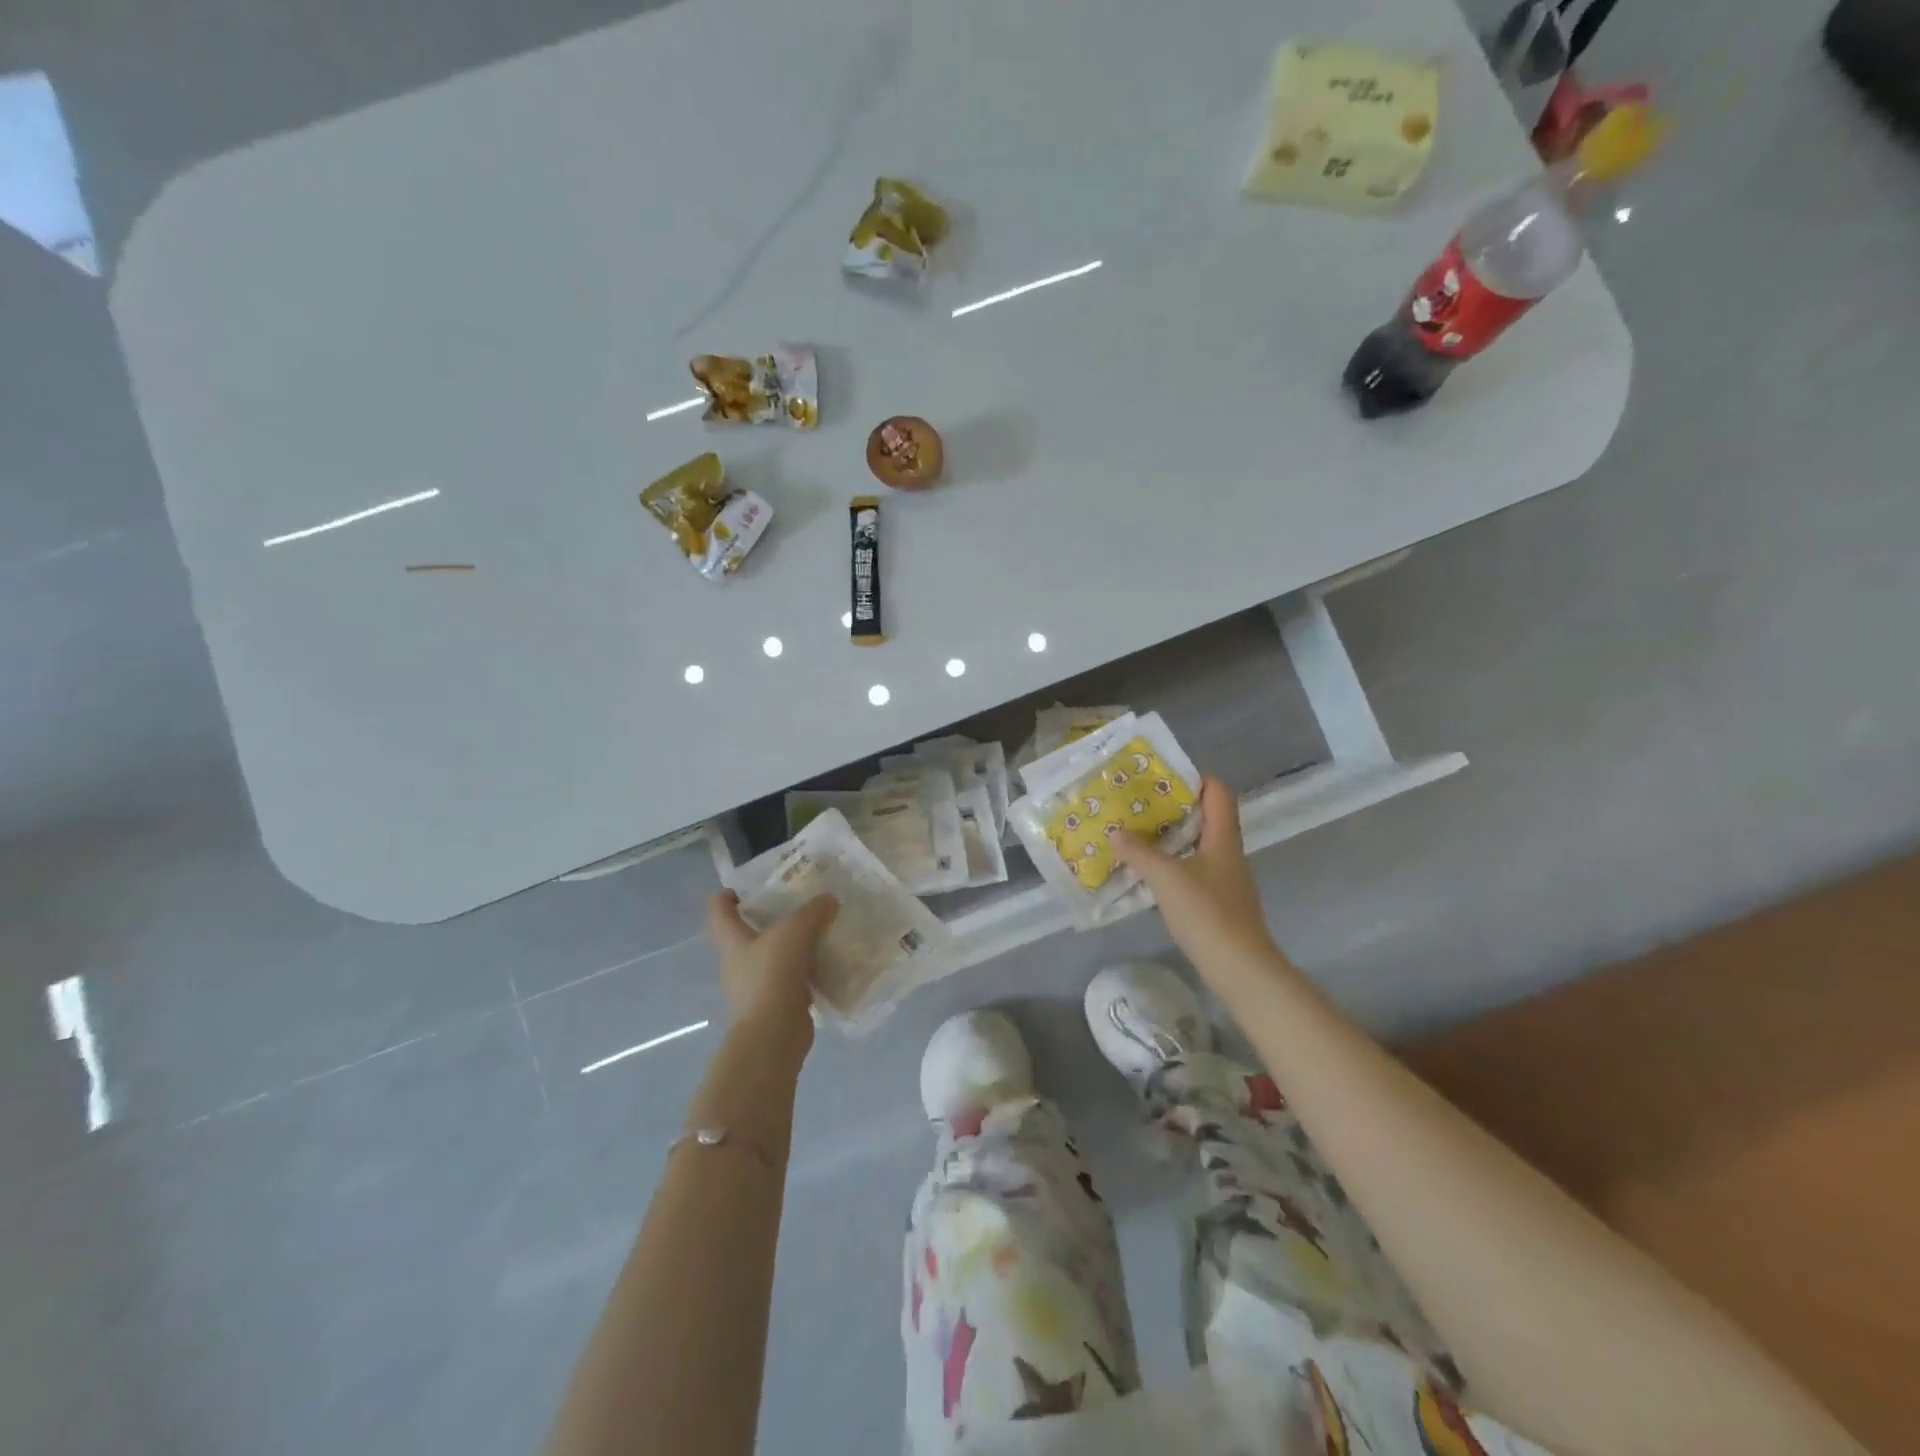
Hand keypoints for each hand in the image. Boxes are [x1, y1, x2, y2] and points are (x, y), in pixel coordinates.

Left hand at [705, 891, 838, 1039]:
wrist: (774, 1035)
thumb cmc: (772, 975)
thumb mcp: (795, 931)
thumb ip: (813, 911)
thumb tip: (829, 900)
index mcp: (732, 940)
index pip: (719, 909)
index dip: (729, 894)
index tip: (753, 884)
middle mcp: (738, 962)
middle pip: (749, 932)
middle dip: (772, 917)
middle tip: (800, 903)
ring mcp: (757, 986)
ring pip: (774, 956)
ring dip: (794, 945)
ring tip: (822, 929)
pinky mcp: (777, 1004)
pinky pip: (793, 979)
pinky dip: (808, 970)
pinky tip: (829, 961)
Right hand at [1113, 777, 1279, 985]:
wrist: (1240, 968)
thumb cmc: (1207, 913)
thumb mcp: (1167, 878)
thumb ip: (1140, 853)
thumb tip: (1116, 832)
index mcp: (1223, 838)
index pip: (1218, 793)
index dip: (1195, 778)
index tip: (1162, 776)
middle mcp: (1227, 853)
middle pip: (1205, 818)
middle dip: (1172, 809)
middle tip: (1138, 804)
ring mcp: (1225, 880)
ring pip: (1196, 846)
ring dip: (1169, 839)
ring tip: (1136, 835)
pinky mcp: (1217, 903)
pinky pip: (1192, 872)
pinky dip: (1171, 866)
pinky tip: (1147, 874)